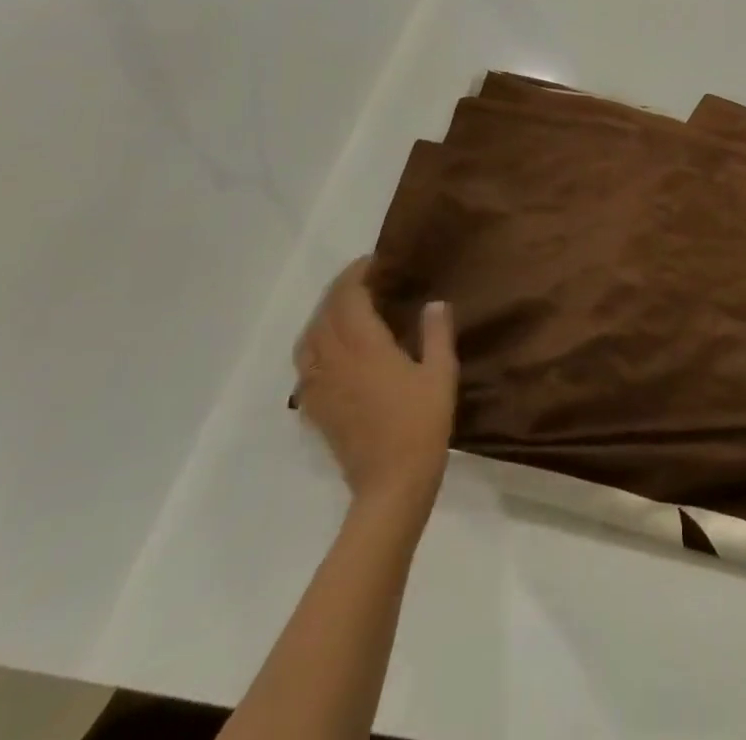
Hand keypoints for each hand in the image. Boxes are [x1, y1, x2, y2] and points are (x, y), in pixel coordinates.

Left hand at [294, 257, 457, 514]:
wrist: (391, 484)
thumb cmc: (422, 424)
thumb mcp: (440, 374)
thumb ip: (436, 333)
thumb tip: (434, 302)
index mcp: (365, 347)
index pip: (348, 298)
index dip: (357, 274)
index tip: (374, 262)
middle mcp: (336, 361)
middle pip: (324, 314)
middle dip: (339, 290)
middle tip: (363, 279)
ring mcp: (321, 387)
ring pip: (308, 340)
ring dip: (322, 316)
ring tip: (344, 309)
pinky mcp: (316, 409)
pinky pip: (304, 368)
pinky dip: (313, 347)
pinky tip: (330, 352)